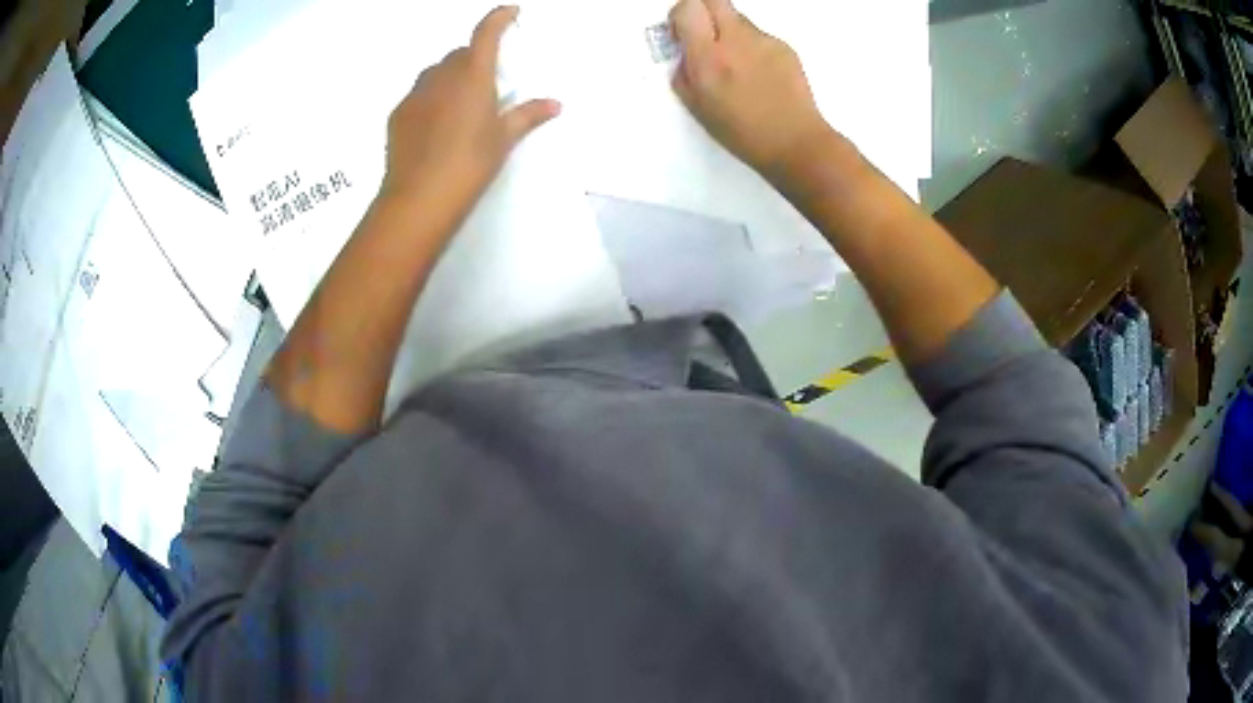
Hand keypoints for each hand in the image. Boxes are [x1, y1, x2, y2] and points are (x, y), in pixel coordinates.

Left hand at [379, 6, 559, 225]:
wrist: (419, 198)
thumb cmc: (469, 164)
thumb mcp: (503, 140)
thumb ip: (528, 115)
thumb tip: (554, 104)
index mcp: (473, 75)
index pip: (486, 33)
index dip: (499, 17)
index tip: (510, 11)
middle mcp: (441, 76)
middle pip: (459, 54)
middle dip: (474, 58)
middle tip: (486, 83)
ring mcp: (415, 94)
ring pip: (435, 73)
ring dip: (450, 77)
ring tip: (459, 105)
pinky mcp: (397, 114)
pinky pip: (418, 95)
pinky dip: (430, 99)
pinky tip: (435, 126)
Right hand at [669, 0, 833, 178]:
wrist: (795, 142)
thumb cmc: (742, 132)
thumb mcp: (697, 106)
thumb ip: (684, 71)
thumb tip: (685, 49)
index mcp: (709, 59)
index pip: (688, 8)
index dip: (681, 15)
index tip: (682, 32)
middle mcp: (736, 41)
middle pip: (714, 0)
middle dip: (703, 11)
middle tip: (704, 34)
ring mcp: (764, 41)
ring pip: (738, 19)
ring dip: (729, 31)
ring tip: (739, 66)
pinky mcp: (784, 46)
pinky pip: (759, 36)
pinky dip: (753, 48)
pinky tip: (761, 75)